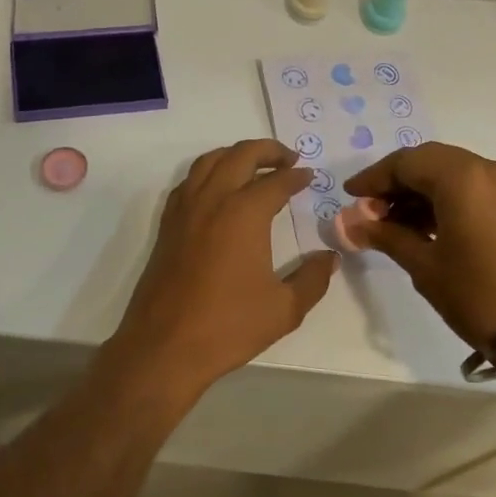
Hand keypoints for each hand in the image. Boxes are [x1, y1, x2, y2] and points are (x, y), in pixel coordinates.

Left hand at [106, 140, 338, 389]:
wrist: (165, 345)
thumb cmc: (228, 326)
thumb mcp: (284, 308)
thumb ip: (312, 279)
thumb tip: (330, 257)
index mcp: (244, 213)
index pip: (275, 182)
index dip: (296, 176)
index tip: (309, 177)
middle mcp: (212, 200)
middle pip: (240, 156)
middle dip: (267, 151)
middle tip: (288, 158)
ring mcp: (184, 210)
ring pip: (209, 161)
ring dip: (235, 154)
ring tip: (254, 165)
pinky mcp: (167, 225)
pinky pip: (188, 181)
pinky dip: (208, 172)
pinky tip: (218, 190)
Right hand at [343, 143, 495, 349]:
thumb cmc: (480, 296)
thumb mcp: (425, 266)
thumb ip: (387, 236)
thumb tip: (353, 223)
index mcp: (463, 178)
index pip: (406, 162)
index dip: (374, 177)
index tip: (350, 195)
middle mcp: (490, 170)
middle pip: (431, 162)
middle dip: (397, 183)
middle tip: (370, 210)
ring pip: (454, 174)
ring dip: (421, 192)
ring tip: (393, 224)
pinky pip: (475, 189)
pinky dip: (446, 200)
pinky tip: (427, 228)